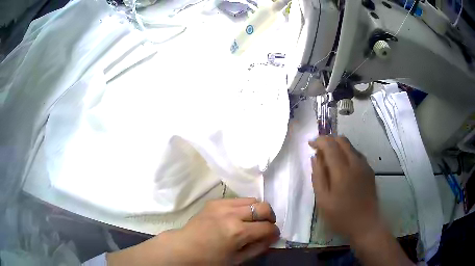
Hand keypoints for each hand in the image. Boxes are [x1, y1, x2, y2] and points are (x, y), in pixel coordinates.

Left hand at [107, 198, 279, 265]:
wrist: (184, 247)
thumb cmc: (209, 259)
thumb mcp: (237, 259)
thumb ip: (258, 247)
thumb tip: (272, 237)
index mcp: (237, 232)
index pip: (267, 227)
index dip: (274, 232)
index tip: (273, 235)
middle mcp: (232, 214)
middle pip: (263, 207)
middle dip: (270, 217)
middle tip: (266, 226)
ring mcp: (222, 205)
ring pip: (252, 199)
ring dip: (258, 209)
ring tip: (254, 220)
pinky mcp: (214, 201)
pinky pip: (237, 199)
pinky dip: (244, 206)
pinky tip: (239, 216)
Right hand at [309, 136, 380, 240]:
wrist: (366, 224)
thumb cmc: (341, 216)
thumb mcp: (323, 200)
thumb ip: (318, 176)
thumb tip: (315, 157)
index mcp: (342, 170)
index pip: (330, 145)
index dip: (319, 141)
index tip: (310, 144)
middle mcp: (356, 163)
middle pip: (342, 140)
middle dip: (329, 140)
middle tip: (319, 150)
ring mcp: (365, 166)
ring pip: (351, 146)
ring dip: (338, 146)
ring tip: (329, 158)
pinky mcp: (370, 170)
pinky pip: (357, 154)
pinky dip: (347, 153)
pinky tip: (343, 166)